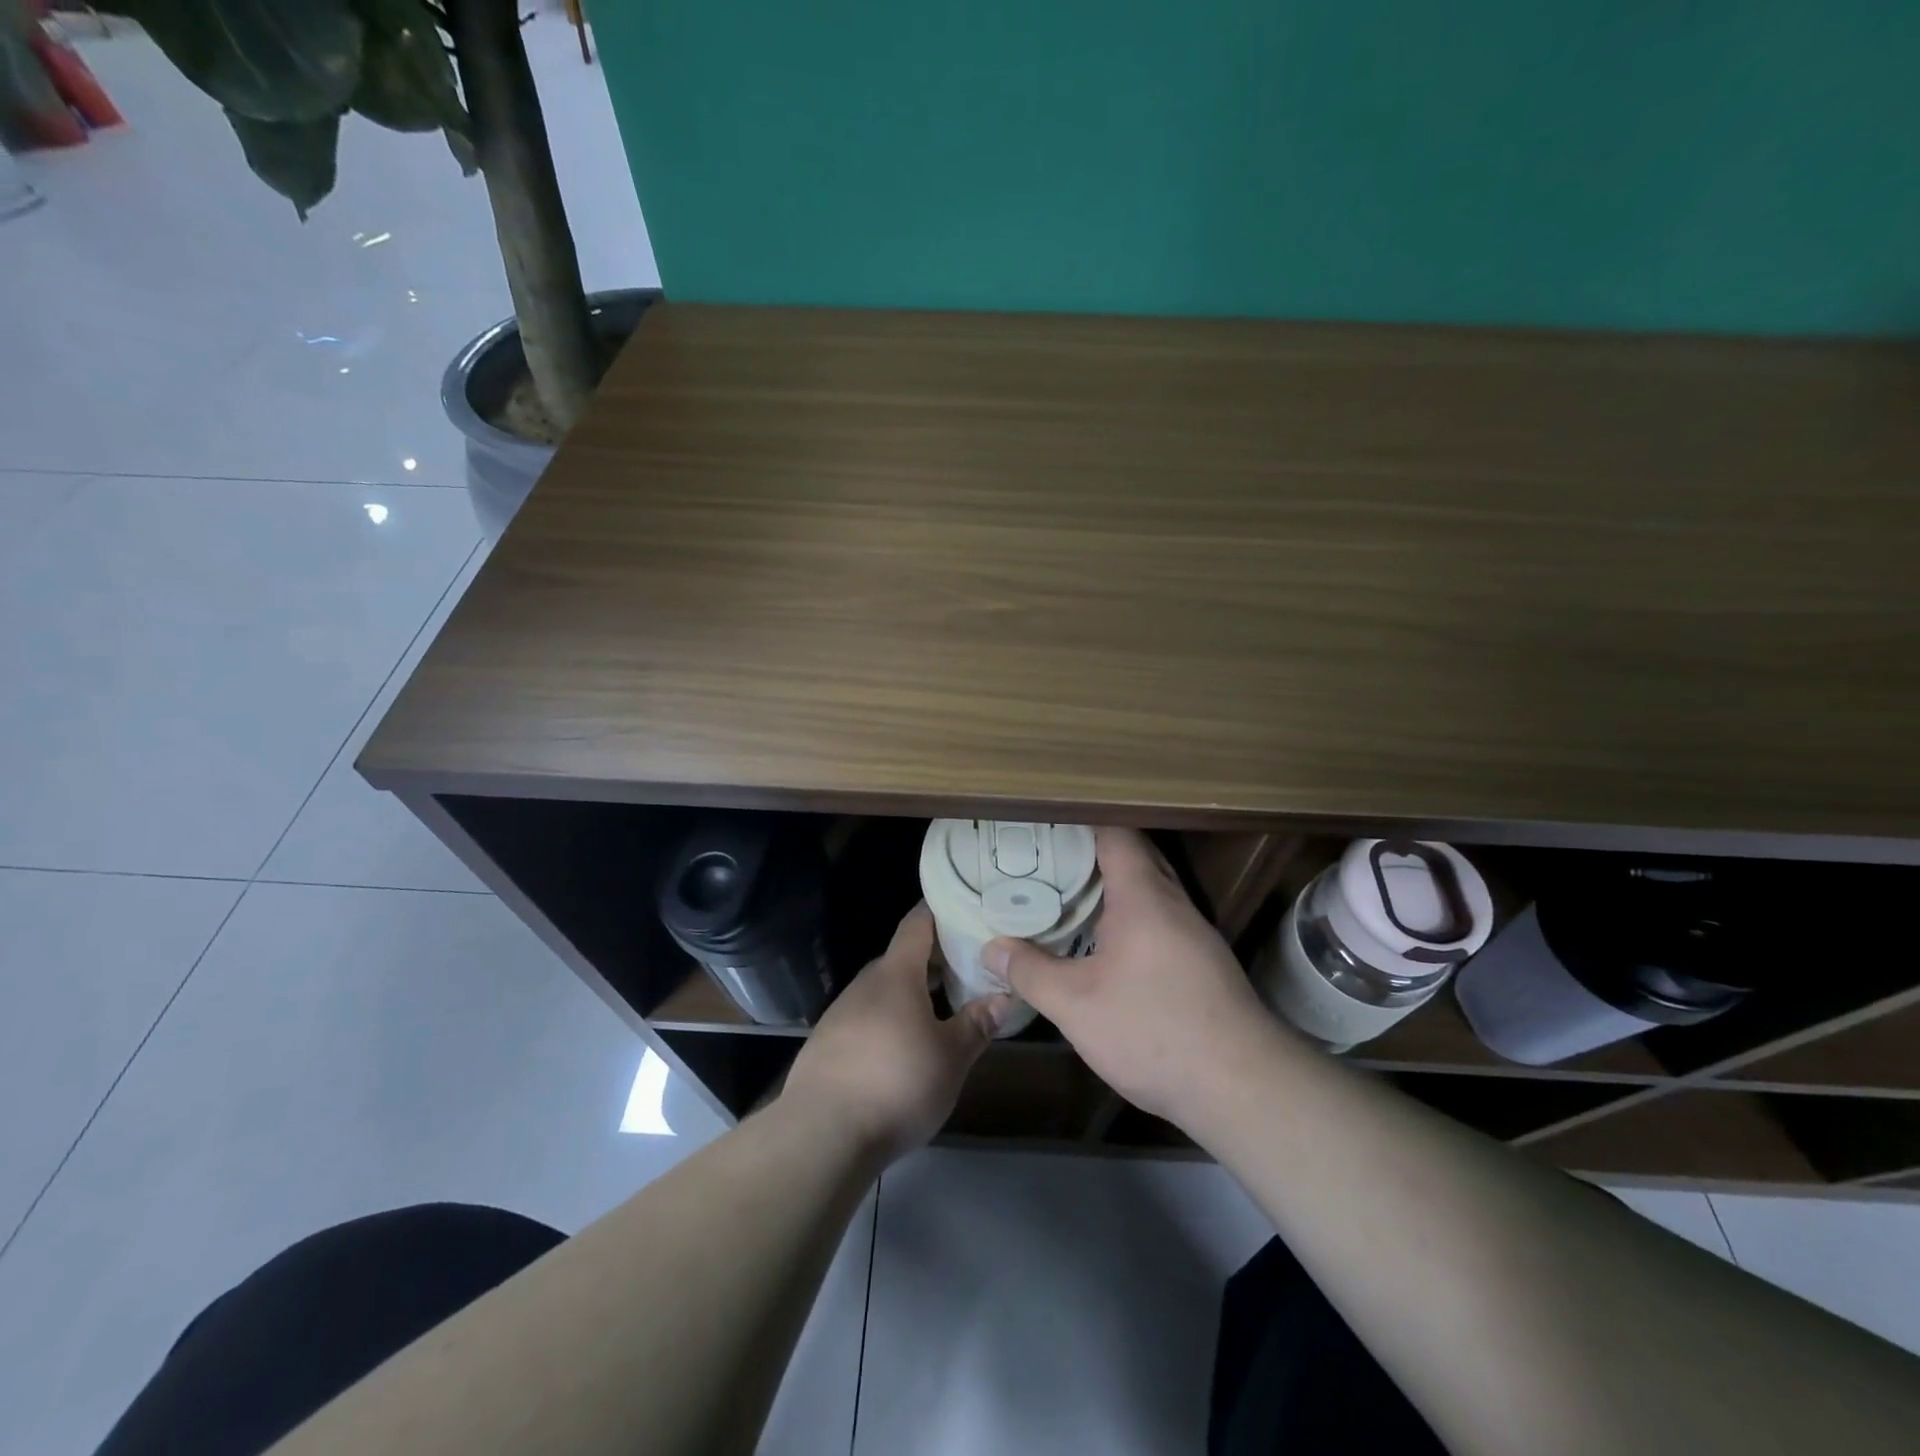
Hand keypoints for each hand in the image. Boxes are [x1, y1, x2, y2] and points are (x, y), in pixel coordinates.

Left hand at [784, 904, 1008, 1162]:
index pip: (917, 923)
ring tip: (942, 1008)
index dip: (938, 910)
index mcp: (896, 974)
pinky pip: (866, 1018)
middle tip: (967, 967)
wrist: (821, 1134)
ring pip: (883, 991)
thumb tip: (1003, 996)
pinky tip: (903, 1047)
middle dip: (933, 960)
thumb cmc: (896, 1083)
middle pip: (901, 958)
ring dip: (911, 993)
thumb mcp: (950, 1057)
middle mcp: (865, 984)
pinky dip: (889, 1020)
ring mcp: (841, 1013)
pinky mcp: (826, 1044)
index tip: (963, 906)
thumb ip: (977, 1024)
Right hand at [984, 828, 1277, 1128]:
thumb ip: (1030, 972)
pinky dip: (1129, 915)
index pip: (1114, 833)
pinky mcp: (1203, 963)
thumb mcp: (1076, 1005)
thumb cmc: (1153, 1031)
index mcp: (1143, 896)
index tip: (1043, 826)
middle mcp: (1173, 903)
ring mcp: (1194, 933)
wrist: (1242, 1086)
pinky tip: (1104, 943)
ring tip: (1065, 894)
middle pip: (1134, 856)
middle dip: (1091, 852)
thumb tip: (991, 949)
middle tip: (1044, 859)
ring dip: (1111, 886)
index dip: (1079, 823)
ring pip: (1149, 890)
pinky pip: (1160, 919)